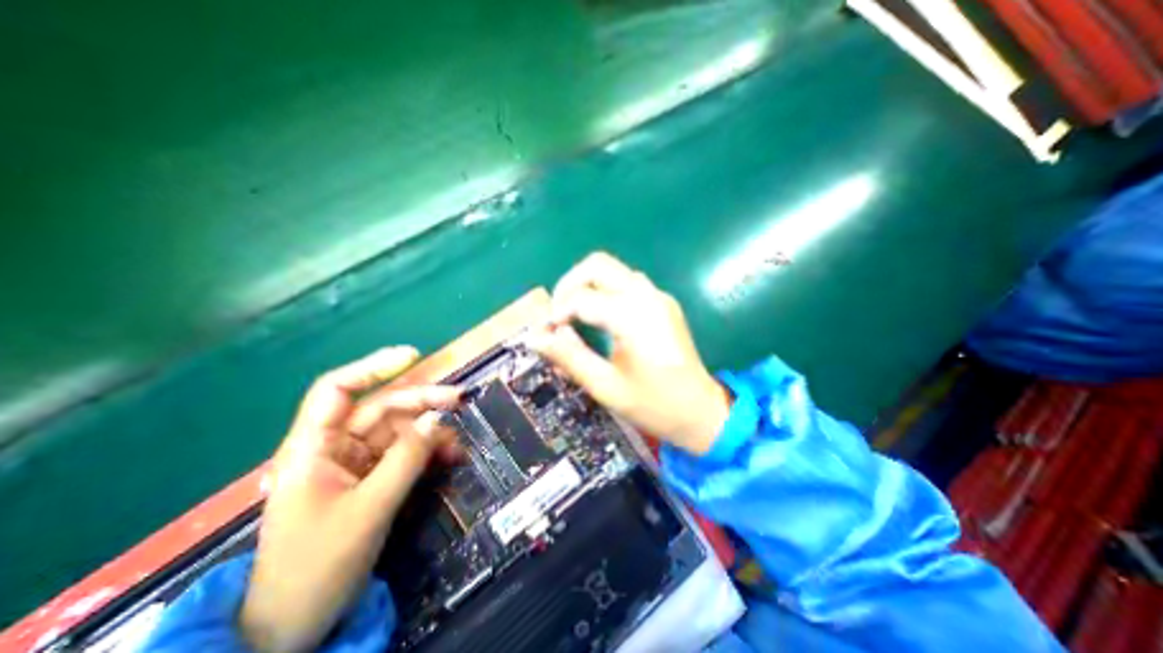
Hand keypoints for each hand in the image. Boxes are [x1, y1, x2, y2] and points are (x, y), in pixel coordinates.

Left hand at [240, 347, 459, 651]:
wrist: (295, 628)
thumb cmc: (317, 567)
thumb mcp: (369, 509)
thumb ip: (406, 459)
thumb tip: (437, 418)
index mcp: (313, 448)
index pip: (337, 390)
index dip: (373, 367)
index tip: (412, 357)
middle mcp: (335, 448)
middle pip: (382, 409)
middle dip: (421, 402)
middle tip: (459, 400)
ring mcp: (356, 464)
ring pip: (399, 431)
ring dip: (431, 433)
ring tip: (458, 445)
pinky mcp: (372, 479)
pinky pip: (405, 454)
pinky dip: (428, 453)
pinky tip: (449, 458)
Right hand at [529, 253, 724, 455]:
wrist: (702, 412)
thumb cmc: (654, 405)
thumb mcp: (606, 386)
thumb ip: (569, 357)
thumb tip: (534, 338)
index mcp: (633, 316)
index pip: (581, 298)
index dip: (557, 313)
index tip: (546, 334)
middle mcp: (647, 296)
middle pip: (597, 265)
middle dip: (569, 284)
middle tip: (558, 315)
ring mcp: (658, 296)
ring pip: (613, 270)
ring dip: (587, 286)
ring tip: (574, 316)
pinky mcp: (662, 303)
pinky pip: (627, 283)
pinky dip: (605, 291)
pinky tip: (600, 318)